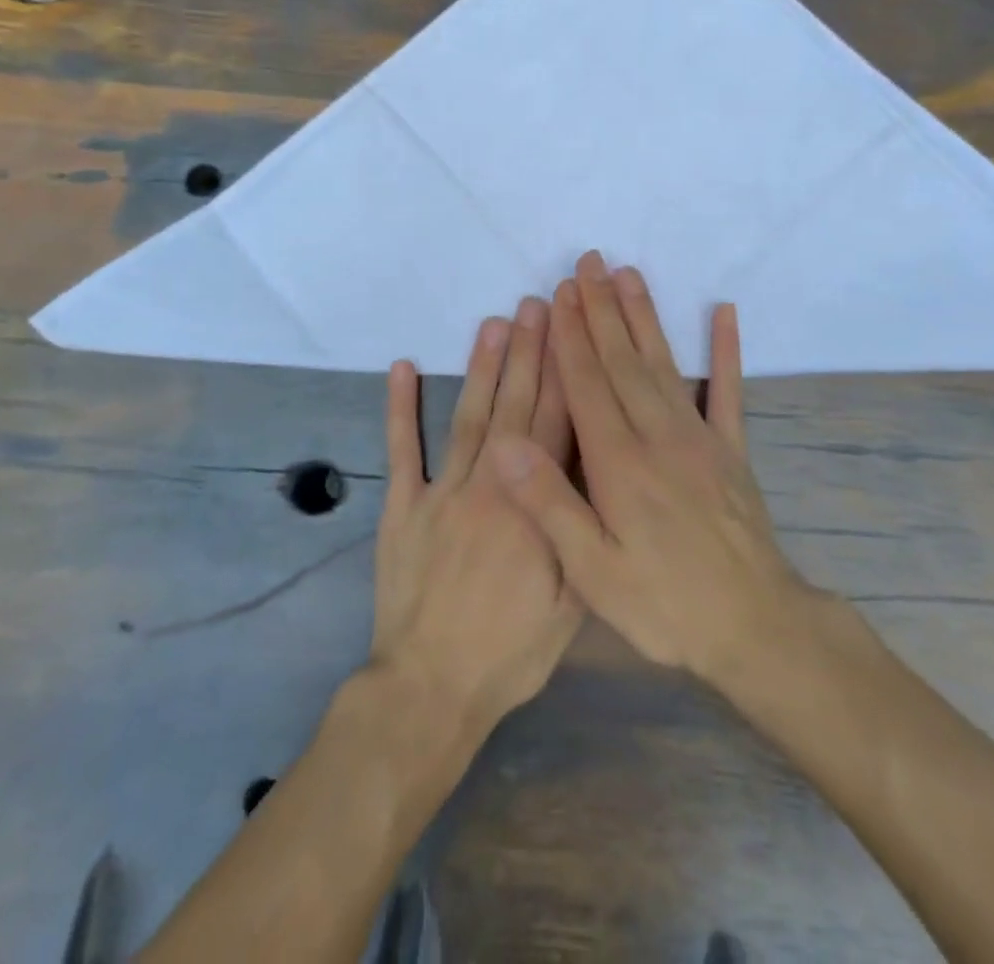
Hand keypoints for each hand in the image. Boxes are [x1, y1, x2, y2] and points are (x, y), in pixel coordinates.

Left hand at [371, 298, 582, 740]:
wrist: (431, 688)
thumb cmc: (510, 650)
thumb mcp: (570, 602)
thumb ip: (578, 529)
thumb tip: (593, 471)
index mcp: (532, 506)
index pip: (553, 426)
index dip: (563, 374)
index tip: (570, 332)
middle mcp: (488, 485)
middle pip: (513, 407)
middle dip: (528, 353)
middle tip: (536, 305)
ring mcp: (441, 492)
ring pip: (467, 416)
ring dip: (481, 367)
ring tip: (493, 323)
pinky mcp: (402, 507)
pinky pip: (401, 450)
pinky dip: (400, 408)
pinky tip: (404, 368)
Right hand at [488, 252, 813, 687]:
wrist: (755, 627)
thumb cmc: (665, 604)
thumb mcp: (594, 573)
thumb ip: (551, 505)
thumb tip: (507, 444)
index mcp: (619, 464)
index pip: (587, 384)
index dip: (570, 336)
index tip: (558, 294)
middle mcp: (658, 436)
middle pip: (622, 361)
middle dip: (601, 309)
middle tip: (588, 264)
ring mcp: (700, 438)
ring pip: (663, 364)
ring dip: (644, 316)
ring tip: (629, 274)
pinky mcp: (731, 450)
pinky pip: (728, 391)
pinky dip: (726, 350)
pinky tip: (724, 314)